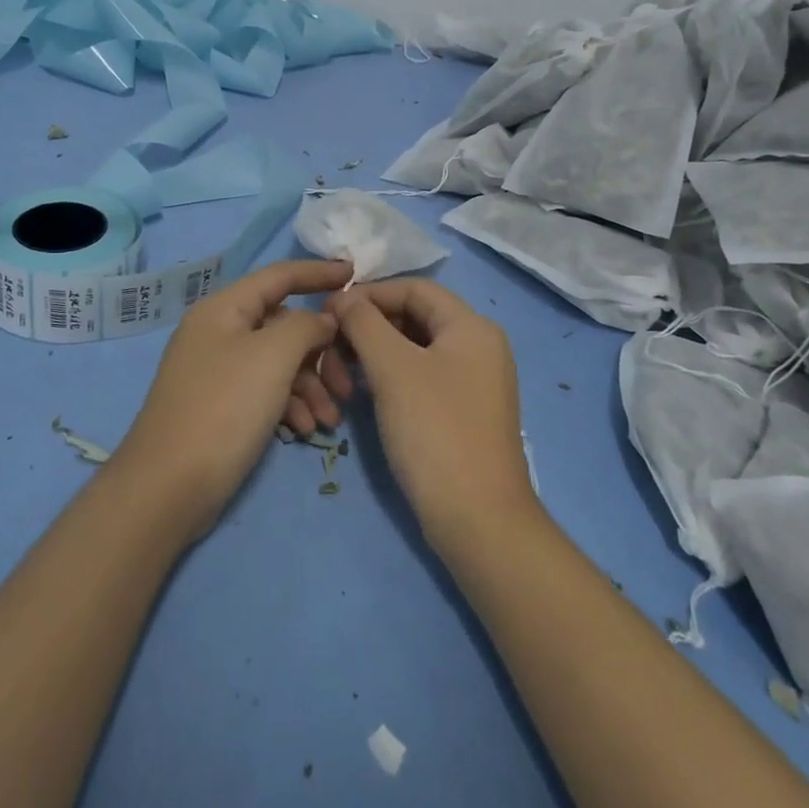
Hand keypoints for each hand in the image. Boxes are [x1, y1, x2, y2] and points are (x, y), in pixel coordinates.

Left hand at [117, 259, 352, 537]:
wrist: (168, 487)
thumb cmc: (223, 409)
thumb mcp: (272, 357)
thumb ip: (306, 326)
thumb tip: (322, 320)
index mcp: (224, 309)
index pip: (279, 276)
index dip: (317, 272)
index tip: (355, 273)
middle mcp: (219, 333)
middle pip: (283, 325)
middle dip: (320, 352)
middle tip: (348, 383)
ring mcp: (218, 371)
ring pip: (278, 363)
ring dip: (310, 386)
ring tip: (329, 420)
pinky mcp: (221, 406)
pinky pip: (265, 391)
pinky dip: (289, 406)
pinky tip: (304, 431)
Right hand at [327, 280, 539, 550]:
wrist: (477, 519)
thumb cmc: (435, 431)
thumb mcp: (393, 369)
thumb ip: (364, 323)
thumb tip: (343, 298)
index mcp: (471, 326)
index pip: (414, 288)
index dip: (369, 294)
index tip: (330, 313)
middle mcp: (478, 346)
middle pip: (413, 317)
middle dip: (368, 329)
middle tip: (330, 351)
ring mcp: (473, 381)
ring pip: (412, 350)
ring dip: (373, 356)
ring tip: (342, 380)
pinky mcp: (462, 412)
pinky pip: (420, 378)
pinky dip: (389, 379)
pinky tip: (363, 395)